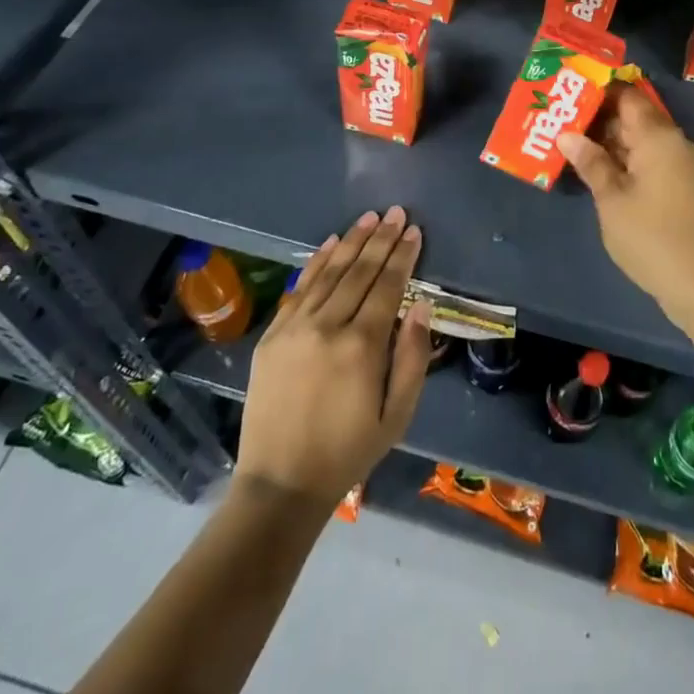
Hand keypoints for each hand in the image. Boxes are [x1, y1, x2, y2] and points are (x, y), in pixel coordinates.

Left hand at [235, 207, 432, 510]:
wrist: (280, 482)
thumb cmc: (348, 451)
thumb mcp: (396, 415)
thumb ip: (411, 357)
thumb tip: (421, 306)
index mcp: (362, 346)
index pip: (388, 286)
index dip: (402, 256)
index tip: (414, 230)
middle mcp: (327, 326)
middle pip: (359, 271)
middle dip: (380, 238)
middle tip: (396, 212)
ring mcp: (295, 327)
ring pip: (329, 272)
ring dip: (351, 241)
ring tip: (369, 217)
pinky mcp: (272, 335)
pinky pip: (299, 288)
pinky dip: (316, 262)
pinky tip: (330, 242)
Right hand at [558, 83, 693, 327]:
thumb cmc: (650, 236)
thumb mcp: (611, 198)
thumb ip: (591, 162)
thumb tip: (567, 135)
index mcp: (659, 136)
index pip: (628, 96)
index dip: (599, 92)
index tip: (569, 93)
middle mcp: (675, 142)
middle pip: (634, 117)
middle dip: (599, 118)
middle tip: (561, 121)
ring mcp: (681, 165)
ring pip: (640, 141)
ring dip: (610, 142)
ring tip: (571, 144)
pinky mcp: (681, 186)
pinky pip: (649, 160)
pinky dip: (625, 160)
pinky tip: (598, 170)